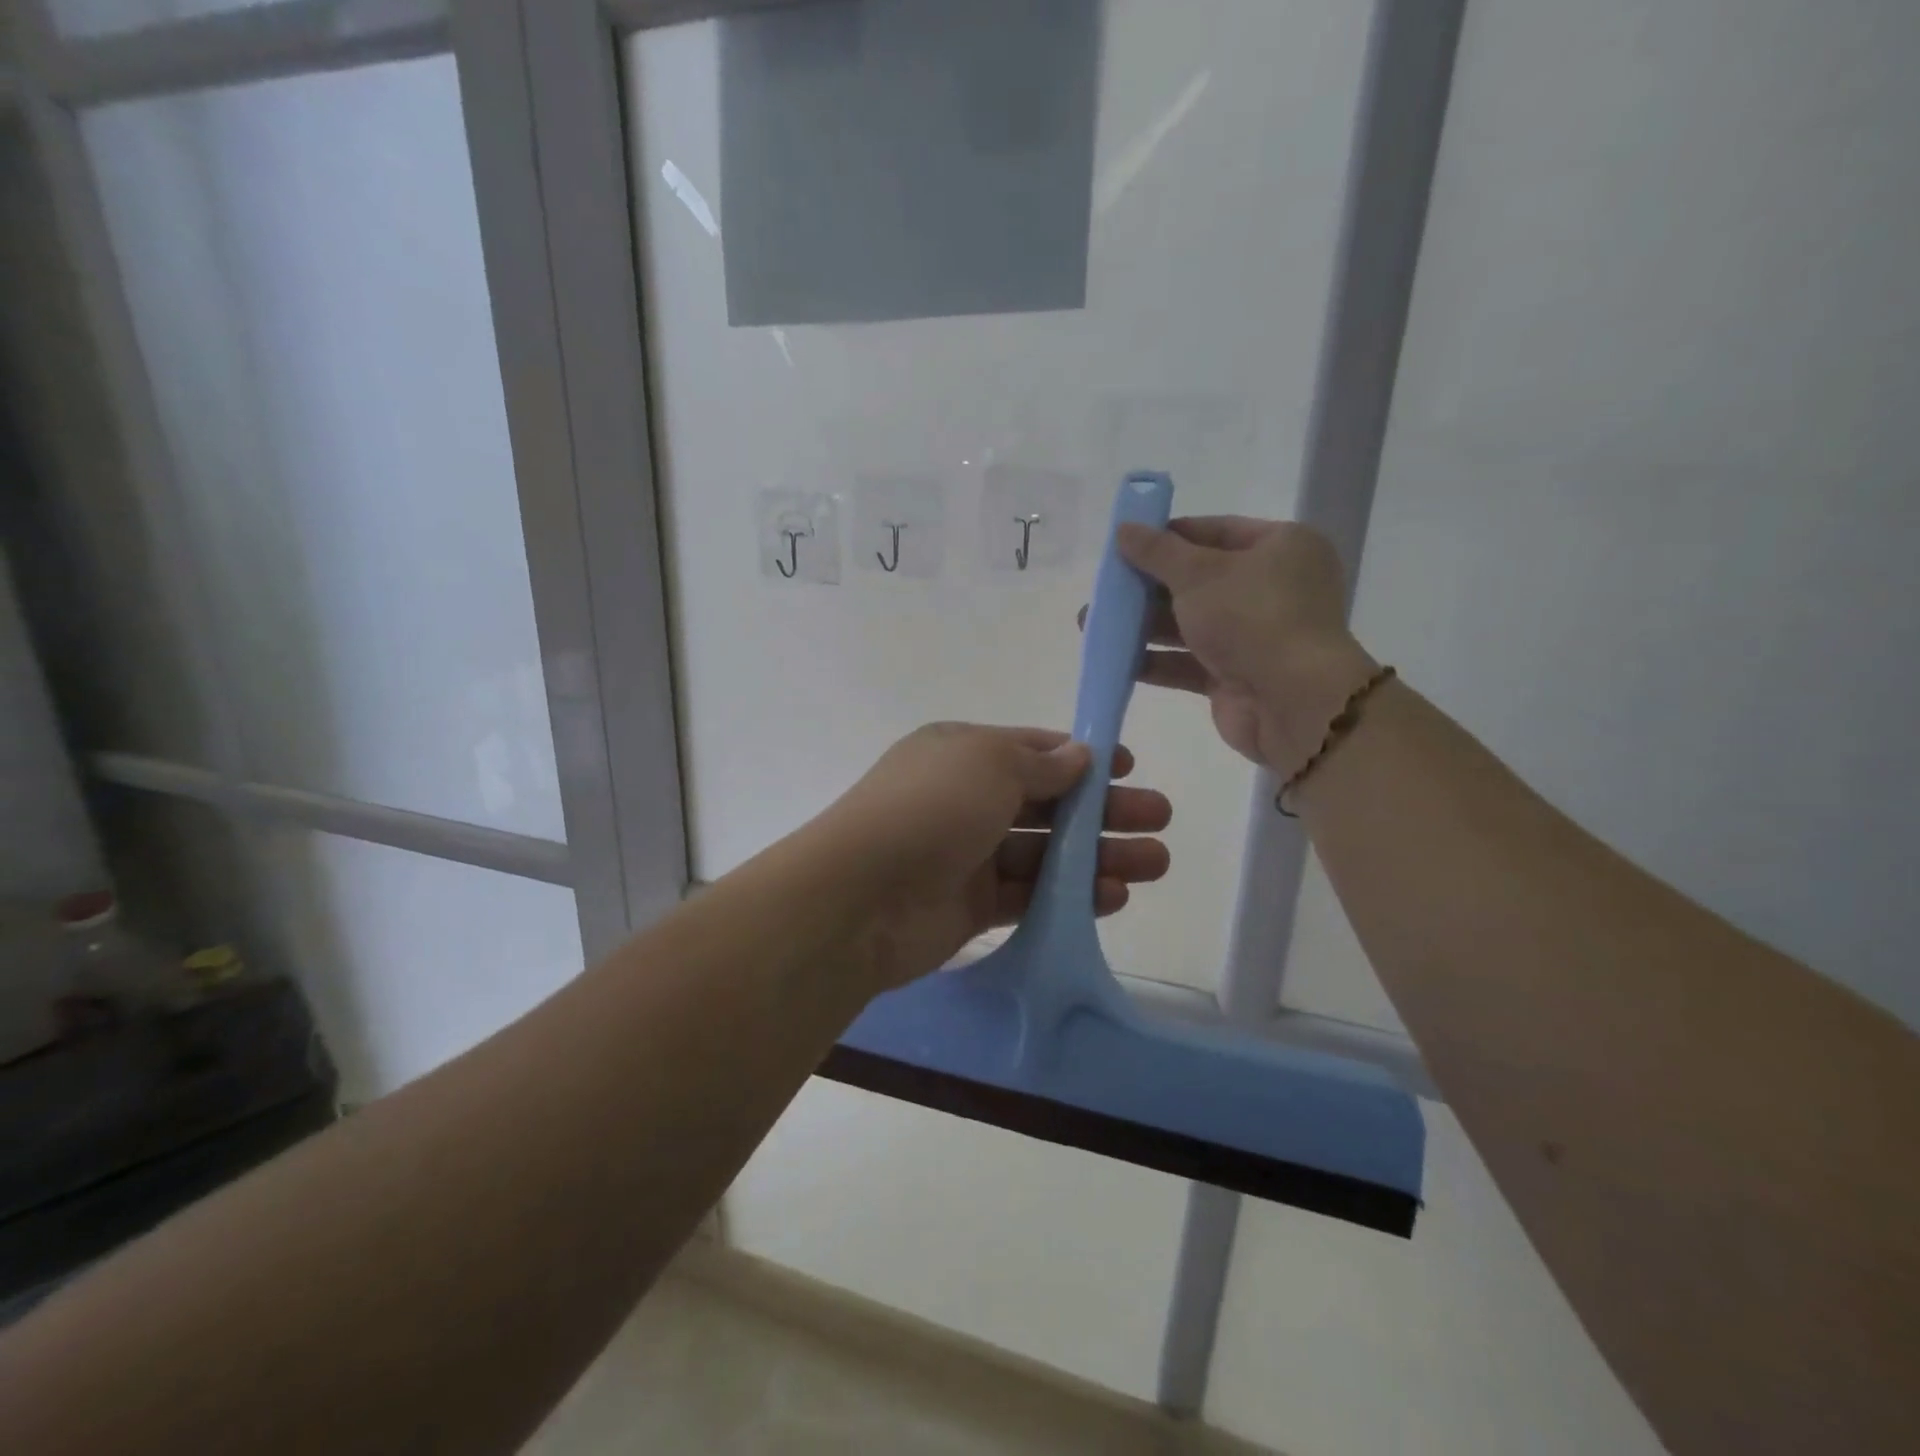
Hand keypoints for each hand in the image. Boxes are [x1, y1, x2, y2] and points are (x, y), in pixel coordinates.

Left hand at [819, 724, 1170, 989]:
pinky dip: (1071, 895)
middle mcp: (966, 799)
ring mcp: (968, 854)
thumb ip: (1039, 762)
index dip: (1081, 757)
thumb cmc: (929, 809)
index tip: (1128, 768)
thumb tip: (1078, 755)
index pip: (1032, 749)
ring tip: (1155, 863)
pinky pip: (1031, 894)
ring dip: (1098, 856)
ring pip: (1046, 852)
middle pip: (1047, 802)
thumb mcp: (987, 763)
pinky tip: (1114, 896)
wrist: (860, 898)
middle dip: (1104, 809)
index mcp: (962, 753)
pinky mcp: (972, 905)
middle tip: (1159, 819)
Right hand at [1113, 516, 1378, 772]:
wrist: (1292, 702)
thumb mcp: (1198, 574)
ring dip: (1143, 625)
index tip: (1124, 544)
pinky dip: (1156, 660)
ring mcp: (1255, 636)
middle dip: (1147, 587)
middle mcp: (1272, 588)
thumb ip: (1157, 552)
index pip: (1215, 531)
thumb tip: (1124, 528)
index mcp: (1281, 548)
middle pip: (1198, 580)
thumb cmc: (1252, 618)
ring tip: (1093, 624)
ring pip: (1189, 624)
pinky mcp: (1237, 676)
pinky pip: (1189, 662)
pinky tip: (1116, 660)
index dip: (1168, 536)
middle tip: (1104, 589)